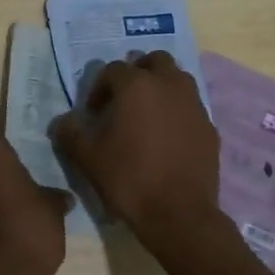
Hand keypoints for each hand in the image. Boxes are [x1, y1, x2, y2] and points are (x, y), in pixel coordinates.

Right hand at [50, 53, 221, 240]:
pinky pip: (190, 106)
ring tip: (147, 114)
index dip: (99, 88)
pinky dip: (177, 111)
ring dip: (161, 87)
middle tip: (124, 99)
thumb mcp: (87, 157)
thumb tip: (64, 121)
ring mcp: (194, 104)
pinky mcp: (210, 126)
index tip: (94, 113)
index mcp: (137, 85)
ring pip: (177, 79)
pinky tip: (167, 137)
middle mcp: (169, 85)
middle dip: (137, 73)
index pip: (113, 70)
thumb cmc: (129, 179)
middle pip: (154, 61)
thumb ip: (70, 132)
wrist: (179, 214)